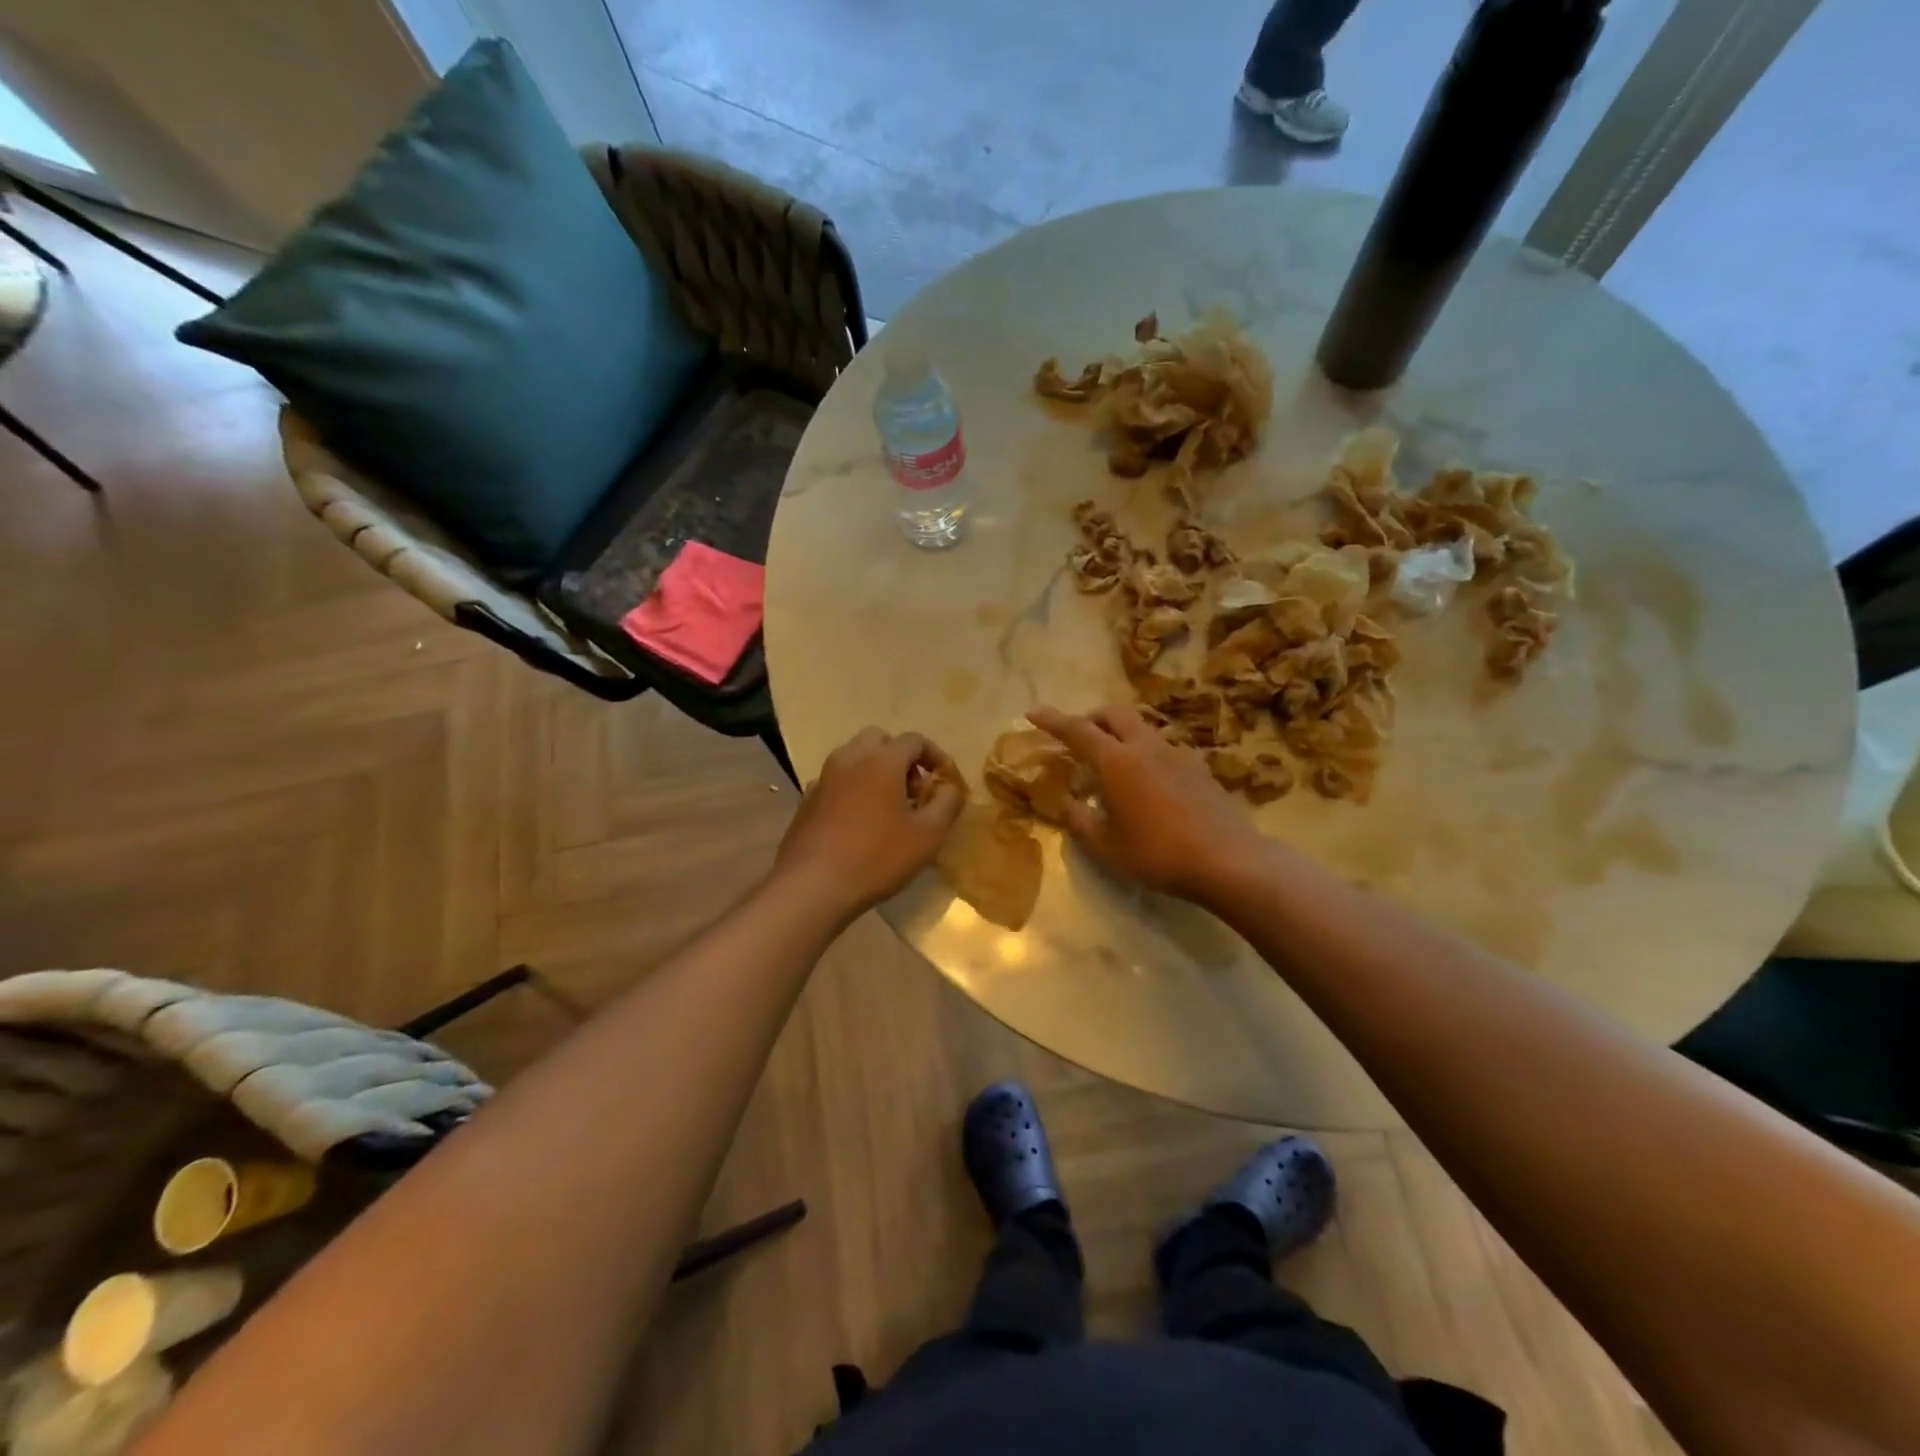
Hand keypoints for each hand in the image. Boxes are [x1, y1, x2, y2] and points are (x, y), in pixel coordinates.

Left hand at [774, 727, 964, 919]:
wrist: (812, 886)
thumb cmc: (877, 857)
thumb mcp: (928, 834)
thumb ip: (947, 803)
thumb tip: (949, 786)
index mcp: (881, 759)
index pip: (914, 740)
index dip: (935, 755)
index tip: (945, 779)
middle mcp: (849, 758)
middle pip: (879, 740)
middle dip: (901, 758)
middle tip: (914, 791)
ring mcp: (823, 777)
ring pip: (854, 758)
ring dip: (875, 772)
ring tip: (889, 808)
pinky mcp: (807, 800)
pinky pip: (837, 782)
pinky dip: (853, 789)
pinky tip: (859, 822)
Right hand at [1029, 704, 1261, 902]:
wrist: (1228, 860)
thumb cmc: (1158, 853)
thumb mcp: (1106, 847)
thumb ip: (1079, 821)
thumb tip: (1066, 803)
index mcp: (1116, 761)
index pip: (1077, 730)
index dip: (1052, 720)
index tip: (1033, 712)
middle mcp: (1145, 746)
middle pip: (1114, 713)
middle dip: (1091, 717)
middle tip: (1078, 737)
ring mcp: (1176, 753)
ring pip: (1141, 727)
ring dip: (1120, 734)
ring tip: (1112, 763)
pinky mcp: (1198, 767)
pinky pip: (1162, 747)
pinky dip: (1144, 752)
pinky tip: (1147, 782)